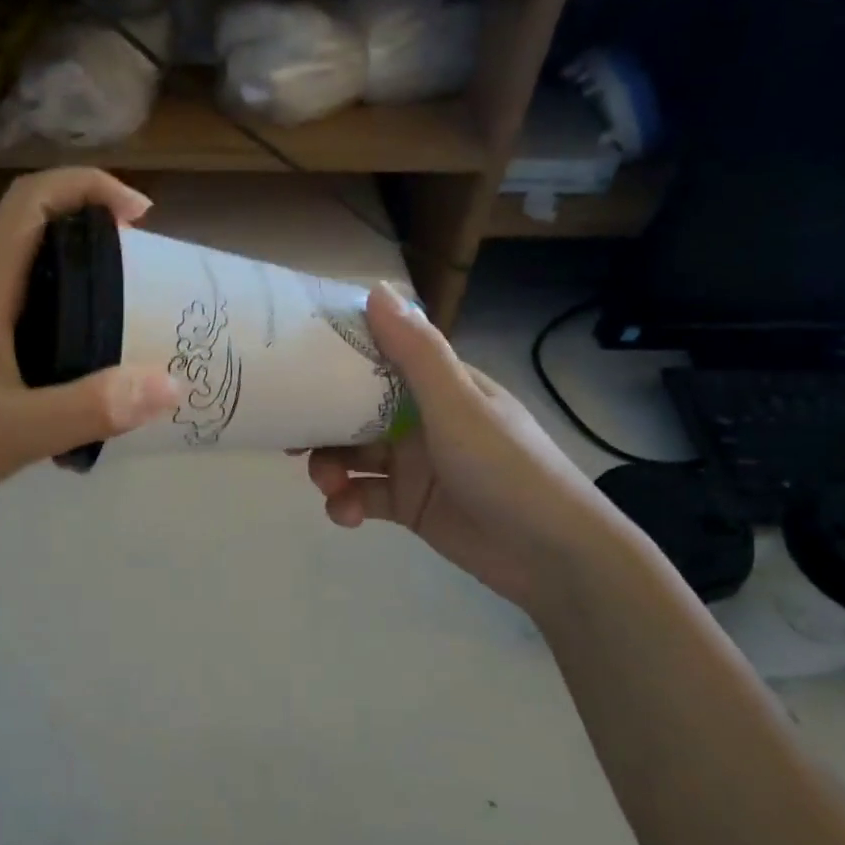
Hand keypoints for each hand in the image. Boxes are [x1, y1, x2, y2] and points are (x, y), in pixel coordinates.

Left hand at [0, 168, 180, 528]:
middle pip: (36, 232)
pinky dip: (68, 321)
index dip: (86, 186)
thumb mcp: (19, 431)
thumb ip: (92, 407)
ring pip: (34, 278)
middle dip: (95, 232)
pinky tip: (88, 367)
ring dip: (83, 279)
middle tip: (145, 271)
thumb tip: (170, 383)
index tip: (139, 214)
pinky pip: (29, 319)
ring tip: (129, 315)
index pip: (30, 204)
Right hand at [304, 285, 614, 614]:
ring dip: (331, 468)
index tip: (294, 365)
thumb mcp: (459, 405)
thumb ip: (416, 352)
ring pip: (353, 455)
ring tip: (328, 486)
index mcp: (440, 385)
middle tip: (293, 441)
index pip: (380, 357)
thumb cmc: (507, 468)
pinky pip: (363, 496)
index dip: (337, 361)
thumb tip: (374, 288)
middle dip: (323, 425)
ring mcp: (415, 464)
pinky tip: (346, 515)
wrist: (551, 556)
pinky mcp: (408, 505)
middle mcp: (423, 418)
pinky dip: (347, 503)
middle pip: (356, 411)